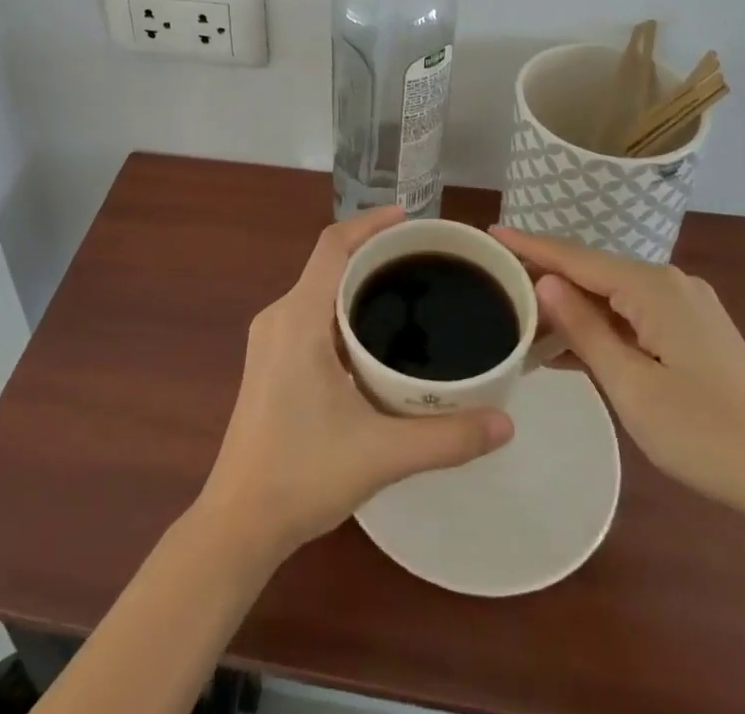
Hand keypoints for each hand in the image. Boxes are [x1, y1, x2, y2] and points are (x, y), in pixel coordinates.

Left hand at [197, 206, 514, 562]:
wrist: (238, 523)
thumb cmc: (302, 476)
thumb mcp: (381, 454)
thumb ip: (447, 437)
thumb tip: (506, 422)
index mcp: (298, 318)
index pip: (333, 246)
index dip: (370, 223)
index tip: (410, 220)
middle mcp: (279, 317)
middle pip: (329, 264)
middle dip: (374, 254)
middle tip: (424, 261)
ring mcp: (270, 340)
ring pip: (320, 291)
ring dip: (358, 285)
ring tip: (408, 295)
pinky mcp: (270, 362)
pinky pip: (311, 315)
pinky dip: (343, 311)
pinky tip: (375, 341)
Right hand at [492, 226, 744, 525]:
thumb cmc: (708, 434)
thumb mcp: (631, 385)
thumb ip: (584, 328)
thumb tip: (545, 280)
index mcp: (652, 287)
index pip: (575, 257)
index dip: (529, 246)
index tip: (488, 233)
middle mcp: (668, 283)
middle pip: (592, 272)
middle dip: (546, 277)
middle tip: (496, 283)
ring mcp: (685, 306)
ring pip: (612, 296)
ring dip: (572, 308)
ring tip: (523, 320)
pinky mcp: (694, 331)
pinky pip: (633, 315)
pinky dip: (601, 327)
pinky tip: (571, 348)